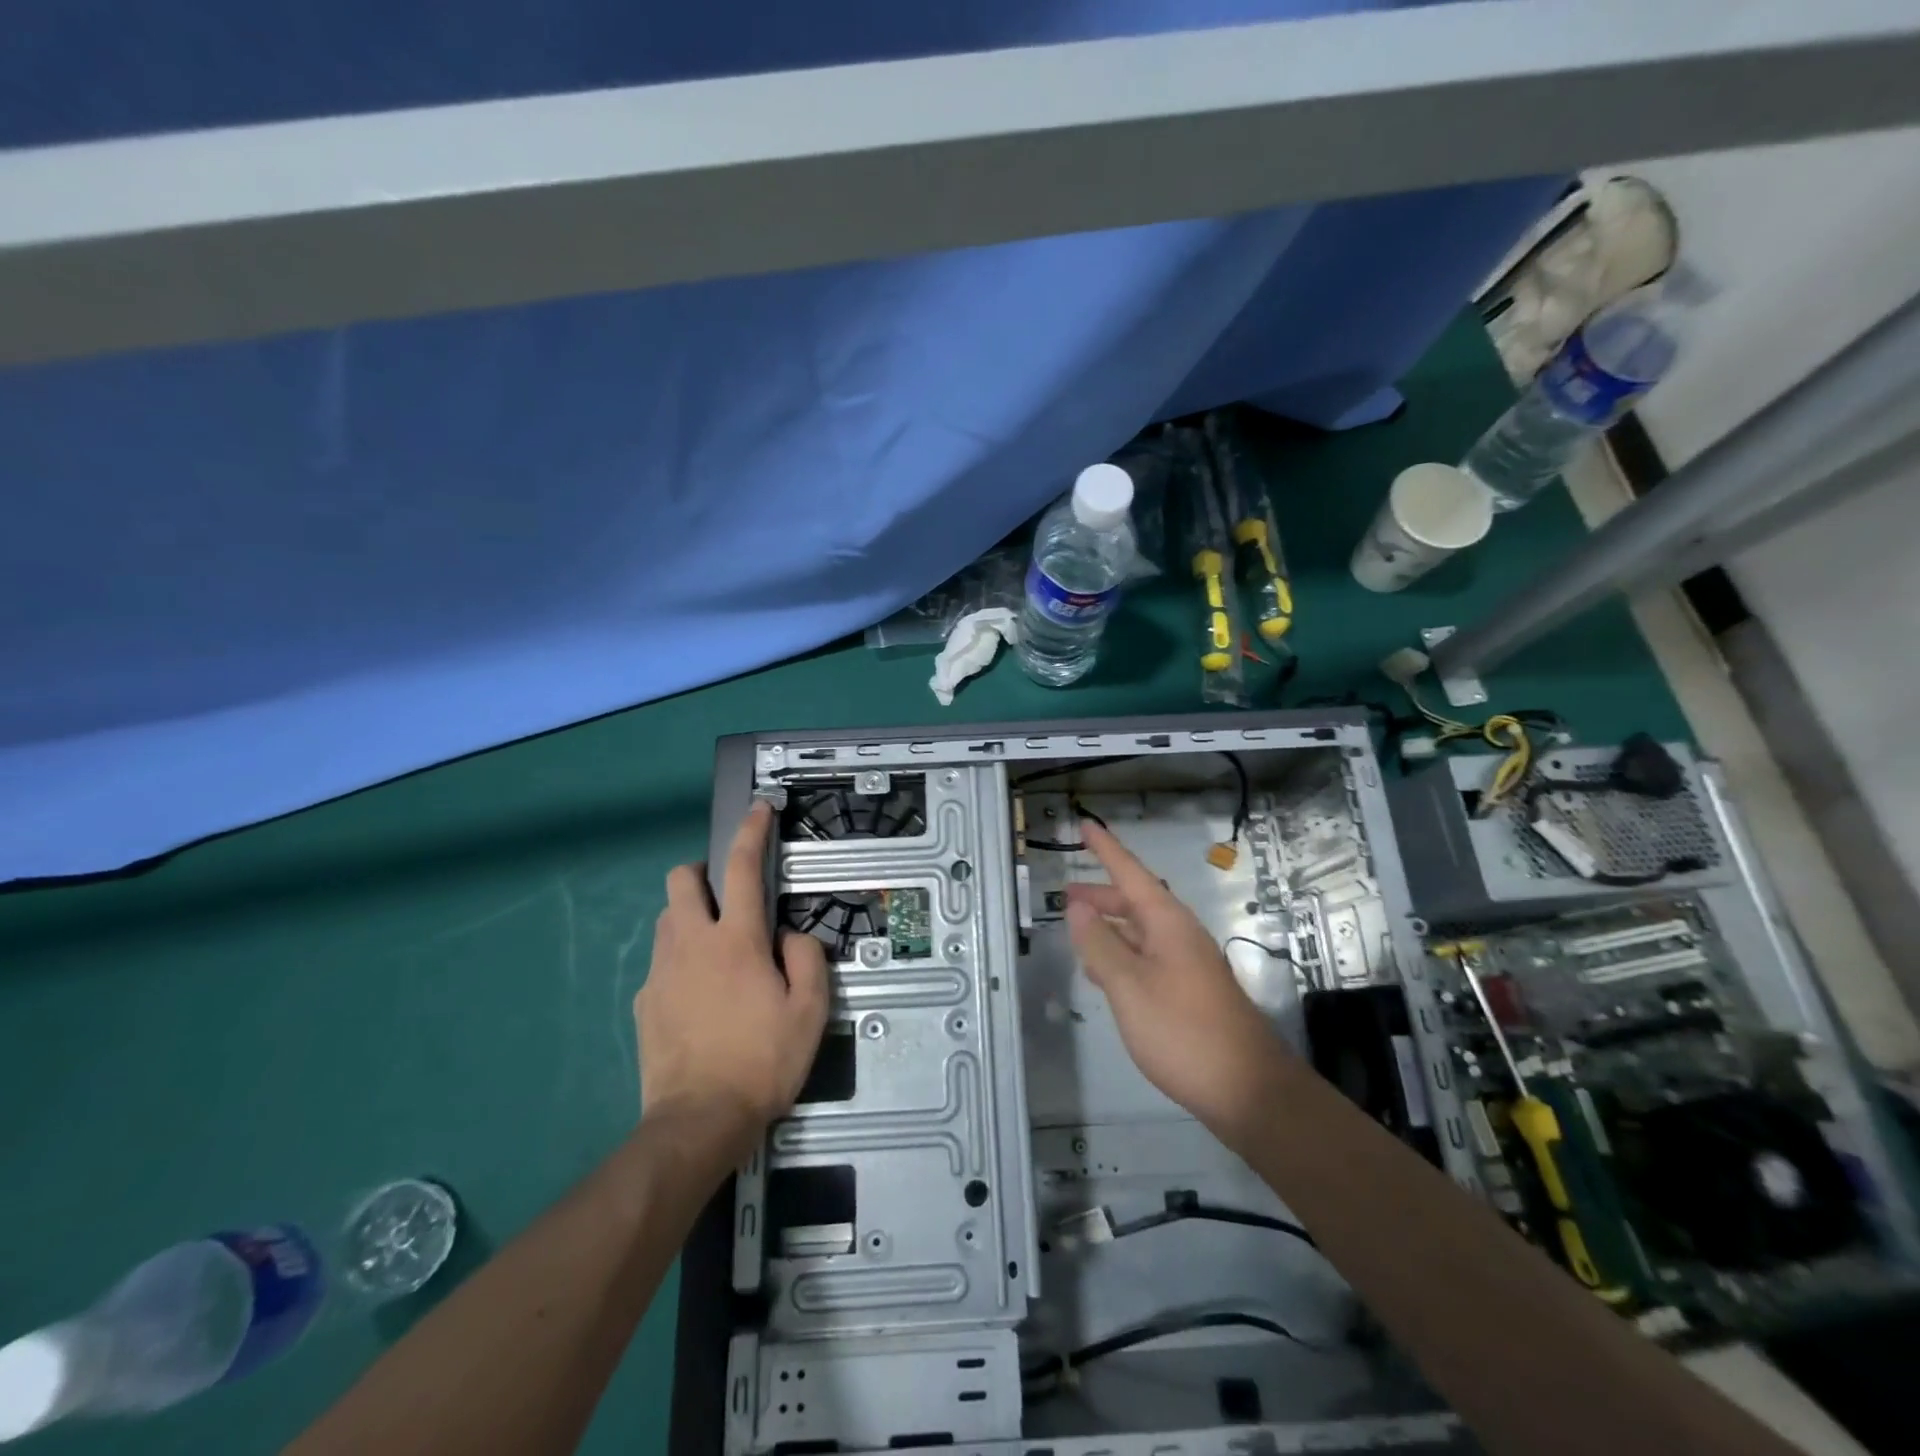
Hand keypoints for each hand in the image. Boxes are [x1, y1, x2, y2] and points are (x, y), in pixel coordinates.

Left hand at [635, 802, 829, 1156]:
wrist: (698, 1121)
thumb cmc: (762, 1060)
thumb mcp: (810, 1011)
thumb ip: (807, 958)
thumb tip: (790, 937)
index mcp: (736, 940)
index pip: (743, 868)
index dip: (752, 832)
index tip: (758, 809)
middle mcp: (692, 944)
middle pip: (680, 880)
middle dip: (700, 872)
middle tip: (726, 895)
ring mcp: (661, 972)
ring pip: (666, 919)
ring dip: (690, 916)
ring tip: (717, 950)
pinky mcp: (643, 1002)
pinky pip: (661, 963)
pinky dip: (680, 962)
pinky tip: (699, 998)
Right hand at [1065, 821, 1293, 1142]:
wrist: (1247, 1089)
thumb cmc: (1183, 1030)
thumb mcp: (1129, 986)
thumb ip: (1100, 945)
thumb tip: (1078, 908)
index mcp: (1167, 922)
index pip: (1130, 872)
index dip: (1105, 849)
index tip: (1085, 825)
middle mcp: (1179, 935)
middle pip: (1135, 901)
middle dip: (1100, 895)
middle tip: (1065, 896)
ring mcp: (1187, 964)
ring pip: (1140, 932)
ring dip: (1109, 927)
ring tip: (1078, 932)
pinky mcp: (1189, 992)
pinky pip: (1147, 959)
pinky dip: (1121, 956)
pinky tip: (1104, 975)